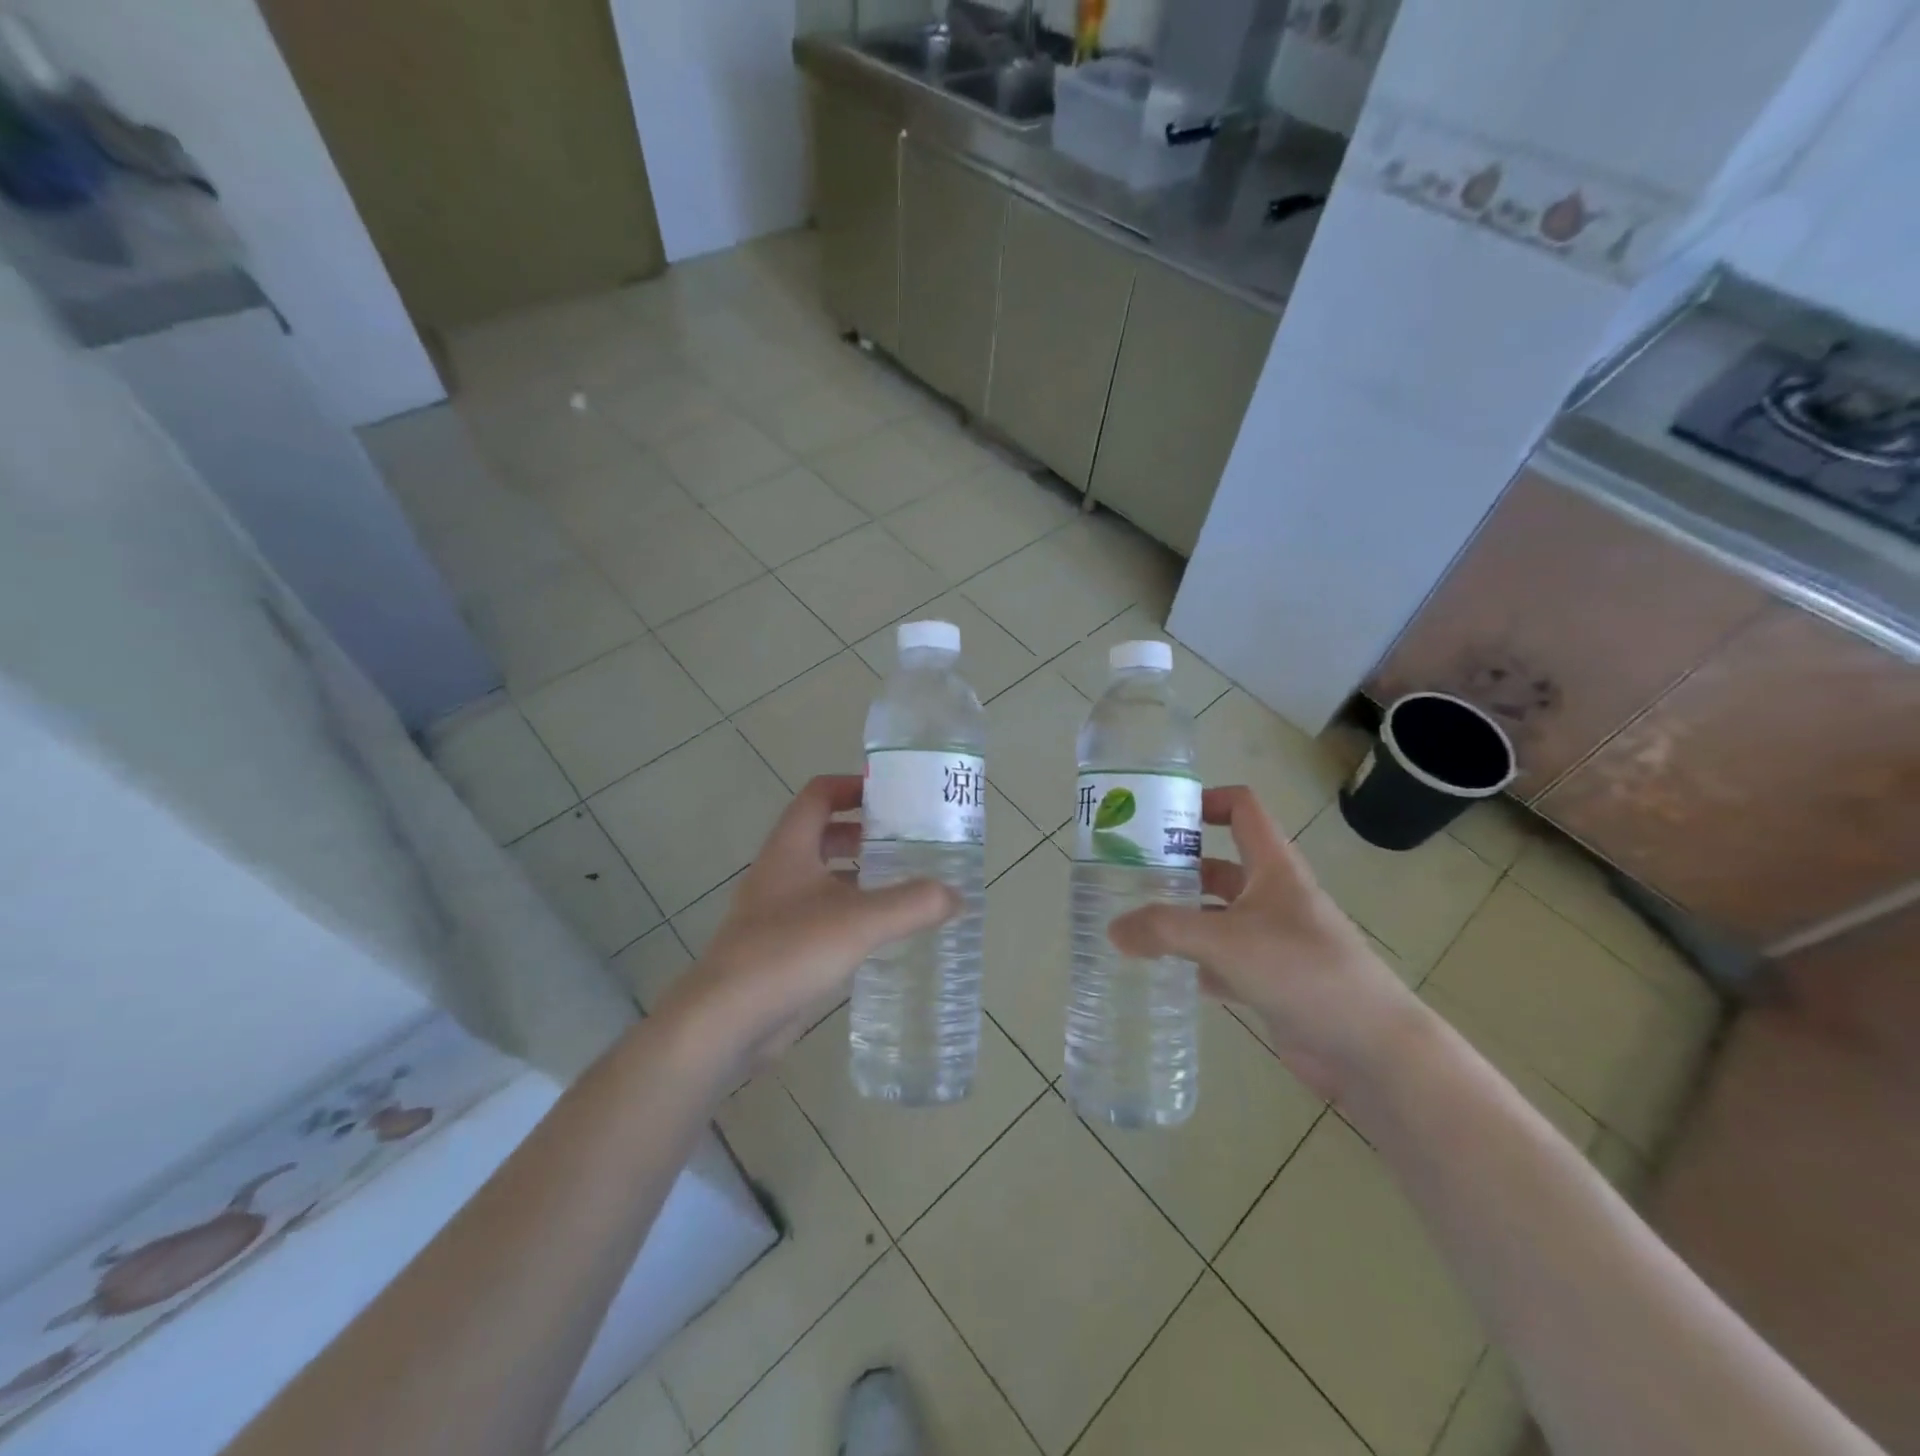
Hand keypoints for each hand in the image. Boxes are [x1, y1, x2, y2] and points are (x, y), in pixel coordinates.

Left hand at [652, 774, 959, 1072]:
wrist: (726, 1021)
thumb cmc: (788, 951)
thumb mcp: (860, 921)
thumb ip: (912, 904)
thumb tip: (956, 896)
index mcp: (790, 848)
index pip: (819, 795)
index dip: (852, 787)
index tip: (892, 795)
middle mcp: (780, 872)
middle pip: (823, 835)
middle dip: (864, 833)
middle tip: (908, 842)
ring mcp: (777, 911)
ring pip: (823, 878)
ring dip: (859, 875)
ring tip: (904, 884)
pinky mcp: (781, 947)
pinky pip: (822, 916)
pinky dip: (851, 913)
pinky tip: (881, 933)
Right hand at [1107, 785, 1425, 1100]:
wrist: (1370, 1048)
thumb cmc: (1302, 970)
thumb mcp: (1225, 940)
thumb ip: (1164, 930)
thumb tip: (1113, 930)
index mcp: (1273, 867)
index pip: (1242, 809)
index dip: (1206, 800)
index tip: (1161, 816)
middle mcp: (1273, 896)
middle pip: (1220, 865)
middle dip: (1177, 867)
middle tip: (1129, 875)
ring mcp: (1273, 940)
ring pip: (1218, 915)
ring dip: (1182, 917)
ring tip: (1133, 922)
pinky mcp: (1271, 980)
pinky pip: (1223, 961)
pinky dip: (1195, 963)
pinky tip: (1163, 972)